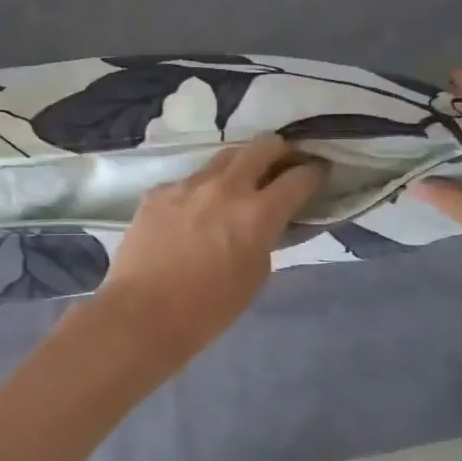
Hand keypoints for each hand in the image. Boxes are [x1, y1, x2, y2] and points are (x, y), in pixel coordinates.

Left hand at [91, 135, 328, 365]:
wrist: (143, 314)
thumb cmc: (209, 308)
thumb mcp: (255, 274)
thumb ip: (266, 237)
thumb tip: (266, 221)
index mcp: (258, 213)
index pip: (299, 178)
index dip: (314, 172)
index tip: (318, 173)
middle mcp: (226, 187)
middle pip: (263, 146)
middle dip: (281, 151)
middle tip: (283, 164)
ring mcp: (188, 185)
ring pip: (224, 156)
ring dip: (240, 164)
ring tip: (241, 180)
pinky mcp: (158, 192)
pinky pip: (188, 181)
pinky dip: (201, 190)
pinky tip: (194, 210)